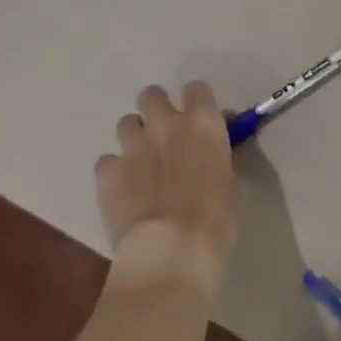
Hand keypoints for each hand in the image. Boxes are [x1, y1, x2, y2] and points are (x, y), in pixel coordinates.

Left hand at [94, 82, 237, 297]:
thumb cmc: (215, 221)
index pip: (197, 88)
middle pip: (152, 95)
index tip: (199, 119)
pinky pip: (107, 162)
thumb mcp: (233, 186)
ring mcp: (133, 145)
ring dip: (134, 138)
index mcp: (203, 122)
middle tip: (163, 134)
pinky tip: (122, 192)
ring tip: (140, 164)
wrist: (170, 252)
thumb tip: (218, 156)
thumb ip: (222, 161)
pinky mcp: (107, 172)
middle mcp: (166, 123)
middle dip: (156, 109)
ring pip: (126, 123)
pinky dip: (114, 173)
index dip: (197, 102)